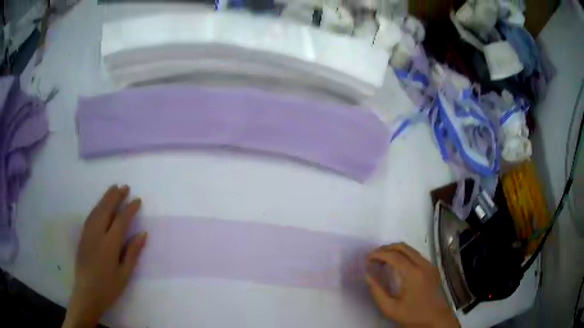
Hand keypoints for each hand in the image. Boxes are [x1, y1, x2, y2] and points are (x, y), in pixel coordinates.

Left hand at [63, 185, 146, 327]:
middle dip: (116, 196)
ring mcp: (88, 234)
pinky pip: (90, 216)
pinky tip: (100, 205)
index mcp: (110, 245)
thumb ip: (132, 252)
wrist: (87, 293)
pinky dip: (97, 207)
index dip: (129, 209)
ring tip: (113, 189)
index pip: (121, 220)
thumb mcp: (125, 274)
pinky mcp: (82, 236)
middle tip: (125, 187)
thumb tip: (142, 234)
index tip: (137, 200)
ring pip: (97, 210)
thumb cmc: (109, 287)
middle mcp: (97, 234)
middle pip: (106, 209)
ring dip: (105, 198)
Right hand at [365, 243, 459, 327]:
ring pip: (410, 249)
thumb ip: (377, 291)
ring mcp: (429, 265)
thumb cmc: (413, 315)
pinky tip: (396, 266)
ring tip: (382, 261)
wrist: (436, 319)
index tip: (367, 259)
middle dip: (386, 248)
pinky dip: (403, 255)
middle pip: (402, 247)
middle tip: (373, 258)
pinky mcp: (431, 268)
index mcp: (413, 274)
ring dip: (395, 251)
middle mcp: (423, 264)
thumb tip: (367, 275)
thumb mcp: (390, 309)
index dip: (378, 254)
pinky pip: (415, 254)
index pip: (393, 255)